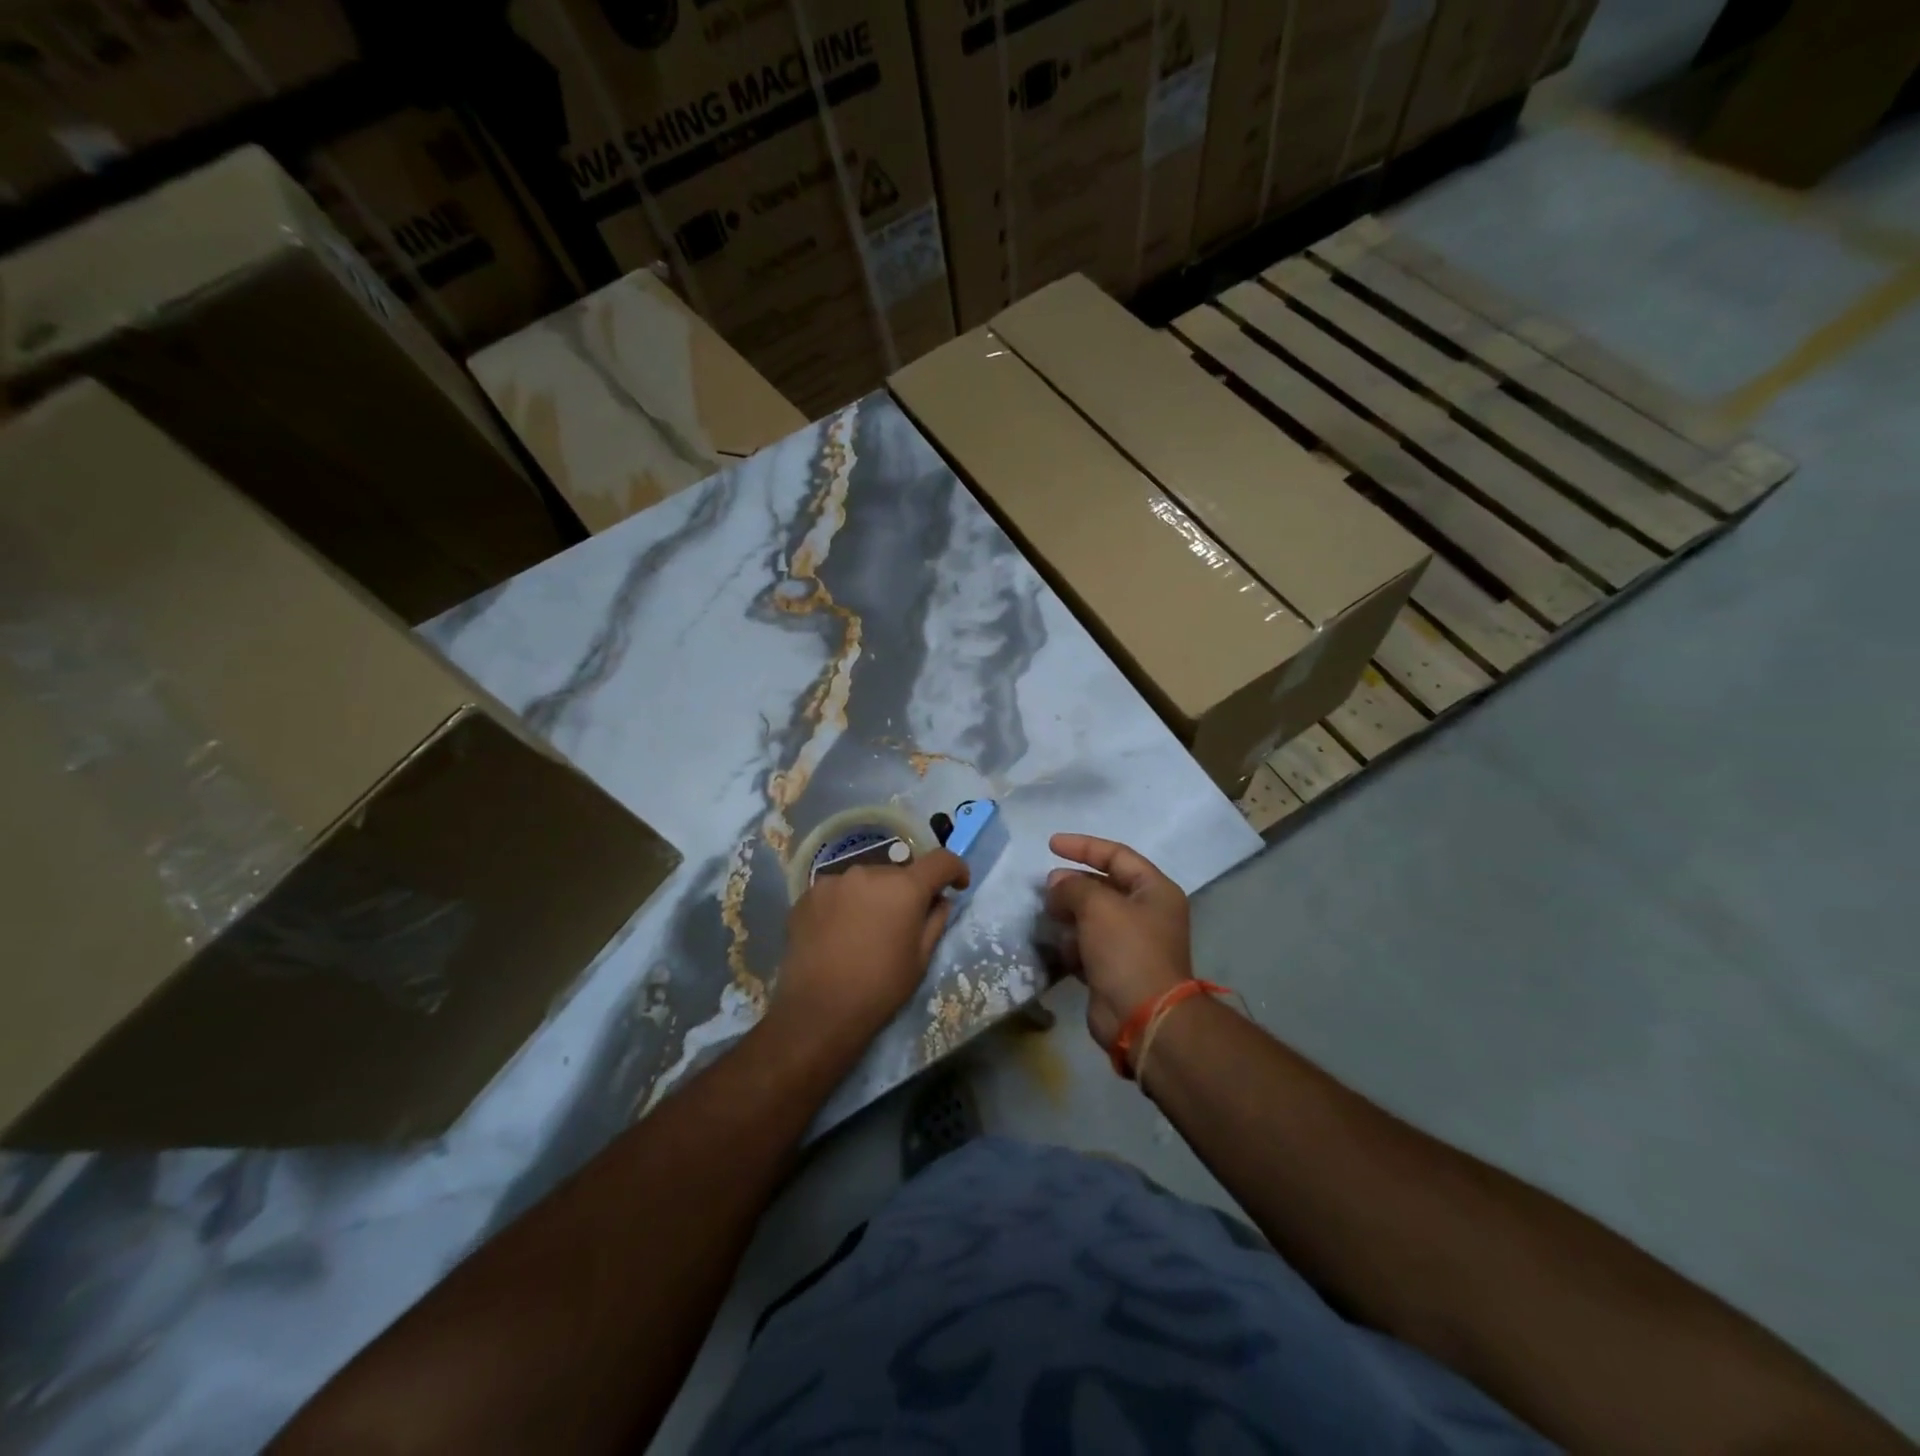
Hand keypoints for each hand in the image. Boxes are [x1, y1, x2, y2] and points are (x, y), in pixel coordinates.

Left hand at [772, 848, 970, 1044]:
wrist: (817, 1012)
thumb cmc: (879, 988)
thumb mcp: (920, 959)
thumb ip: (935, 920)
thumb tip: (939, 899)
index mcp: (904, 887)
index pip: (940, 860)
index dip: (955, 870)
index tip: (957, 886)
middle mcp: (869, 872)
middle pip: (898, 872)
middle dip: (906, 891)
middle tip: (903, 922)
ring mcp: (833, 880)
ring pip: (865, 881)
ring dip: (873, 896)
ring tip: (865, 930)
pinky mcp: (807, 894)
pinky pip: (837, 891)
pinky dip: (845, 905)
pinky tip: (838, 933)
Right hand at [1044, 834, 1192, 1058]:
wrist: (1143, 1018)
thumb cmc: (1127, 951)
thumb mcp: (1098, 906)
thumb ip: (1073, 886)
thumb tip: (1057, 884)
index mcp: (1154, 890)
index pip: (1117, 855)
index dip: (1083, 846)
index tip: (1050, 844)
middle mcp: (1146, 913)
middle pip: (1104, 886)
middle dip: (1073, 884)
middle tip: (1046, 888)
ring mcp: (1131, 944)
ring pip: (1092, 918)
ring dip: (1069, 915)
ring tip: (1048, 917)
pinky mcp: (1114, 970)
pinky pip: (1087, 946)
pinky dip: (1072, 945)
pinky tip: (1059, 948)